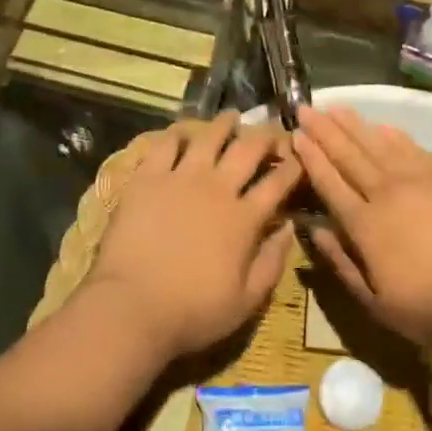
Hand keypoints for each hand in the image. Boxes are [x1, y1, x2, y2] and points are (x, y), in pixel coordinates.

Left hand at [84, 114, 302, 360]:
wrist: (131, 308)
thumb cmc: (192, 312)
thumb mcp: (246, 302)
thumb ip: (273, 263)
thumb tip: (290, 229)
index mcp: (244, 218)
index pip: (277, 182)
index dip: (293, 166)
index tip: (300, 157)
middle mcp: (218, 188)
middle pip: (248, 149)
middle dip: (266, 135)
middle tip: (271, 131)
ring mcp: (181, 178)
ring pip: (210, 136)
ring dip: (225, 124)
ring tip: (232, 117)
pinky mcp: (148, 177)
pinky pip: (166, 143)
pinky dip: (179, 133)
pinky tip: (184, 132)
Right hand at [293, 107, 431, 348]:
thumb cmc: (431, 307)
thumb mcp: (376, 303)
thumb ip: (341, 263)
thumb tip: (314, 230)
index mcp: (364, 225)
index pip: (330, 183)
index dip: (311, 159)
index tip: (296, 135)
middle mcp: (385, 193)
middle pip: (349, 156)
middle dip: (325, 131)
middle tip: (307, 108)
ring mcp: (416, 181)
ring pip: (377, 145)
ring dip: (355, 125)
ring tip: (337, 108)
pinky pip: (411, 149)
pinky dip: (393, 136)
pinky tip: (382, 126)